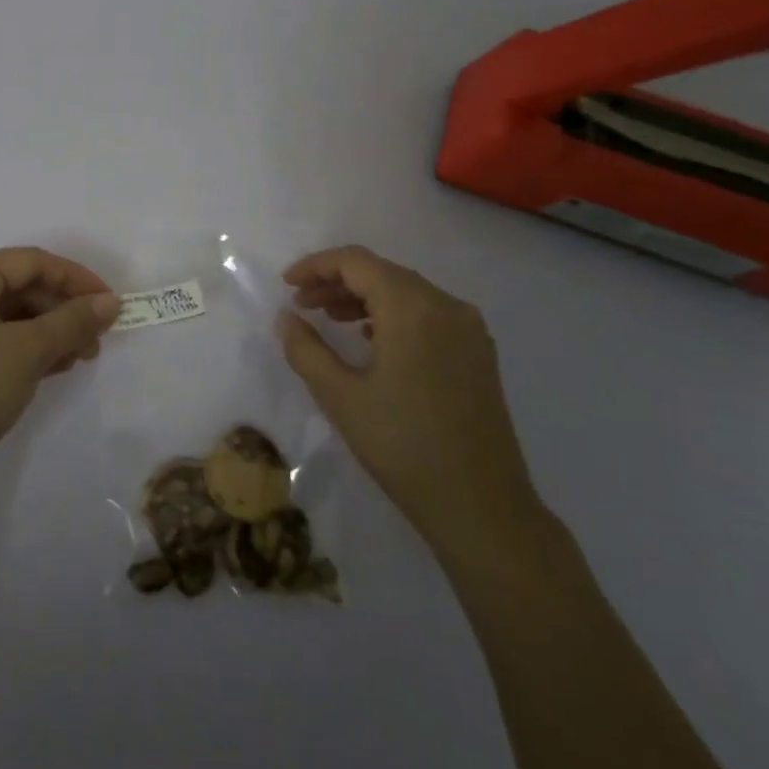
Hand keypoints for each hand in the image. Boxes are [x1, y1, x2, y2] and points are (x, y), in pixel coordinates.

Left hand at [0, 247, 121, 506]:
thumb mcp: (26, 352)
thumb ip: (71, 322)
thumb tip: (109, 302)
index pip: (30, 262)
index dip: (76, 279)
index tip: (110, 305)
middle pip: (16, 288)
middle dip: (61, 311)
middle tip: (95, 342)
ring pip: (4, 318)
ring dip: (45, 333)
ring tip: (77, 360)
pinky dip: (21, 351)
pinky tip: (47, 371)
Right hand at [277, 245, 546, 566]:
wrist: (481, 506)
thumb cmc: (402, 447)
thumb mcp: (339, 396)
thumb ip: (305, 348)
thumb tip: (286, 317)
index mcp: (413, 308)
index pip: (357, 262)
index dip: (316, 266)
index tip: (286, 286)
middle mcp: (447, 306)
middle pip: (383, 272)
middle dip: (337, 282)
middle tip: (301, 305)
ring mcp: (469, 329)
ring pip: (407, 292)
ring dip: (364, 297)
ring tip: (329, 319)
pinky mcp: (478, 353)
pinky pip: (428, 314)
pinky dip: (392, 315)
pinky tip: (371, 339)